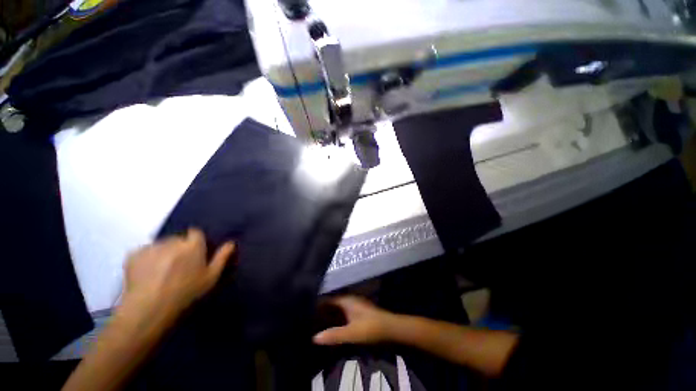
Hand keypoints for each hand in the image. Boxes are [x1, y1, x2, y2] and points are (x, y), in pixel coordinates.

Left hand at [121, 229, 234, 322]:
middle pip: (178, 239)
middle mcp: (172, 241)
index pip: (196, 233)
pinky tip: (146, 272)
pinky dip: (146, 258)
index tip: (195, 254)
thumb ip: (222, 258)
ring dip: (163, 252)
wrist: (149, 309)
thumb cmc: (186, 293)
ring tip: (161, 271)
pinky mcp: (133, 255)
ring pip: (161, 245)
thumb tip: (231, 243)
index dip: (195, 242)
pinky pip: (144, 251)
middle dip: (179, 248)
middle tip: (178, 266)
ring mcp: (151, 247)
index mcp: (192, 246)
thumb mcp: (210, 278)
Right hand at [313, 296, 398, 345]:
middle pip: (332, 304)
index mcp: (346, 300)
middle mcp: (349, 300)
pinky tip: (332, 326)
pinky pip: (343, 313)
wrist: (390, 328)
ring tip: (316, 323)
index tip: (306, 310)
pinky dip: (336, 318)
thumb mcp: (351, 332)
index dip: (318, 304)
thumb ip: (334, 334)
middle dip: (322, 310)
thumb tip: (314, 337)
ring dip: (329, 315)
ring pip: (338, 309)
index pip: (328, 299)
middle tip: (309, 319)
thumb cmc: (370, 327)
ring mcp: (354, 306)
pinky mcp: (358, 313)